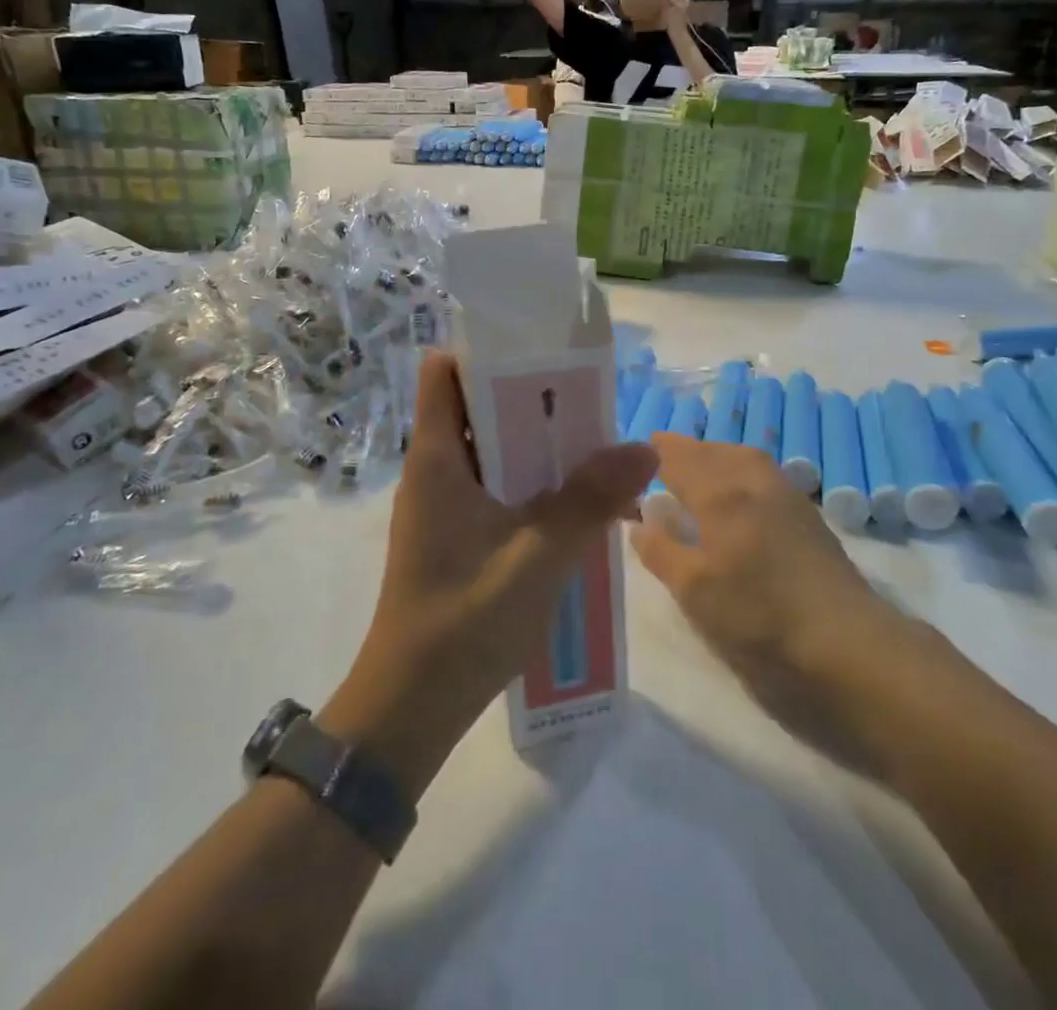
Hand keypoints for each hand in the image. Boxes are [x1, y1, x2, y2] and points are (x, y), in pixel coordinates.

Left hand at [326, 353, 657, 794]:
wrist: (412, 706)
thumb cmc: (464, 620)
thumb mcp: (539, 555)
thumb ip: (592, 499)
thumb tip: (645, 448)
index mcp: (436, 457)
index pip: (444, 371)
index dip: (485, 350)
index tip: (540, 351)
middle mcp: (433, 469)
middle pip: (476, 405)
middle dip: (528, 396)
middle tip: (585, 399)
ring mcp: (441, 504)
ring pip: (490, 448)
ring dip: (534, 443)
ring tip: (590, 441)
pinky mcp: (453, 534)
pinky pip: (494, 485)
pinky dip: (528, 480)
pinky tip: (573, 499)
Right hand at [631, 435, 911, 751]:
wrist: (849, 648)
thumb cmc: (760, 619)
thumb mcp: (695, 593)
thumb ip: (662, 552)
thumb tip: (639, 521)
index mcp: (721, 493)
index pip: (678, 458)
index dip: (653, 452)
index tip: (630, 450)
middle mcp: (754, 482)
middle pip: (713, 452)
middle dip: (684, 450)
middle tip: (659, 458)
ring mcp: (787, 496)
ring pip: (743, 459)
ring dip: (715, 456)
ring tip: (696, 471)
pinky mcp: (808, 518)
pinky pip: (763, 475)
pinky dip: (740, 472)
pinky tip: (738, 497)